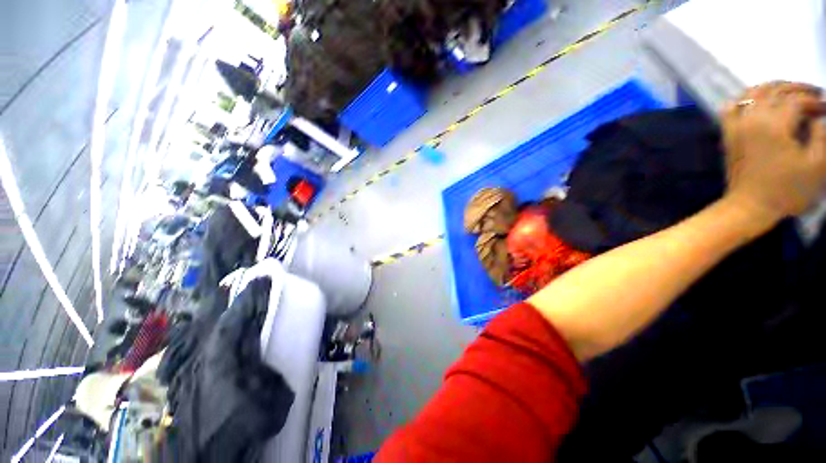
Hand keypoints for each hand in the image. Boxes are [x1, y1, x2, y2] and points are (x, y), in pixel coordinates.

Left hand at [721, 81, 825, 222]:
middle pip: (775, 91)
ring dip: (774, 87)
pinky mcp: (728, 134)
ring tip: (792, 93)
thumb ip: (821, 135)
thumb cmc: (786, 189)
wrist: (748, 206)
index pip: (796, 100)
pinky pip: (731, 107)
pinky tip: (760, 100)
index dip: (815, 101)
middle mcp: (752, 119)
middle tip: (815, 95)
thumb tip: (819, 117)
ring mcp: (736, 126)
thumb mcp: (816, 164)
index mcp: (774, 125)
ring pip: (753, 93)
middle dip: (798, 89)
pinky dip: (746, 98)